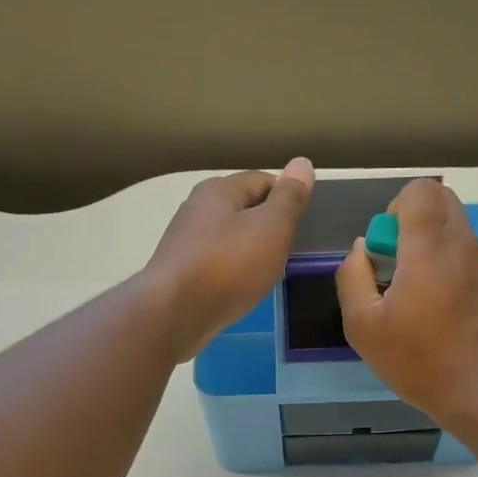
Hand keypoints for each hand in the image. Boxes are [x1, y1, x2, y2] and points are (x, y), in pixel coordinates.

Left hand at [144, 159, 314, 362]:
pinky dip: (233, 272)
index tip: (303, 223)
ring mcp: (185, 242)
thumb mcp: (271, 228)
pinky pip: (216, 264)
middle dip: (267, 225)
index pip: (262, 180)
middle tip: (289, 250)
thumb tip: (302, 163)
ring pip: (228, 238)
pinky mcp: (180, 273)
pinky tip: (242, 288)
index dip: (286, 197)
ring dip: (249, 250)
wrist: (174, 314)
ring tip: (269, 272)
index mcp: (219, 190)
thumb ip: (289, 199)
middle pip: (242, 208)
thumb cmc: (228, 266)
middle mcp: (197, 209)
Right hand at [335, 179, 477, 428]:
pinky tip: (448, 323)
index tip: (387, 245)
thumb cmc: (421, 363)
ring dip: (436, 253)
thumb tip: (361, 250)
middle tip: (400, 268)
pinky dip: (456, 278)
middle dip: (416, 223)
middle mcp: (466, 247)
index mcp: (430, 248)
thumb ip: (353, 278)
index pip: (421, 190)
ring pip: (460, 237)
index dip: (398, 206)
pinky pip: (474, 266)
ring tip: (422, 304)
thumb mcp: (364, 328)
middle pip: (444, 204)